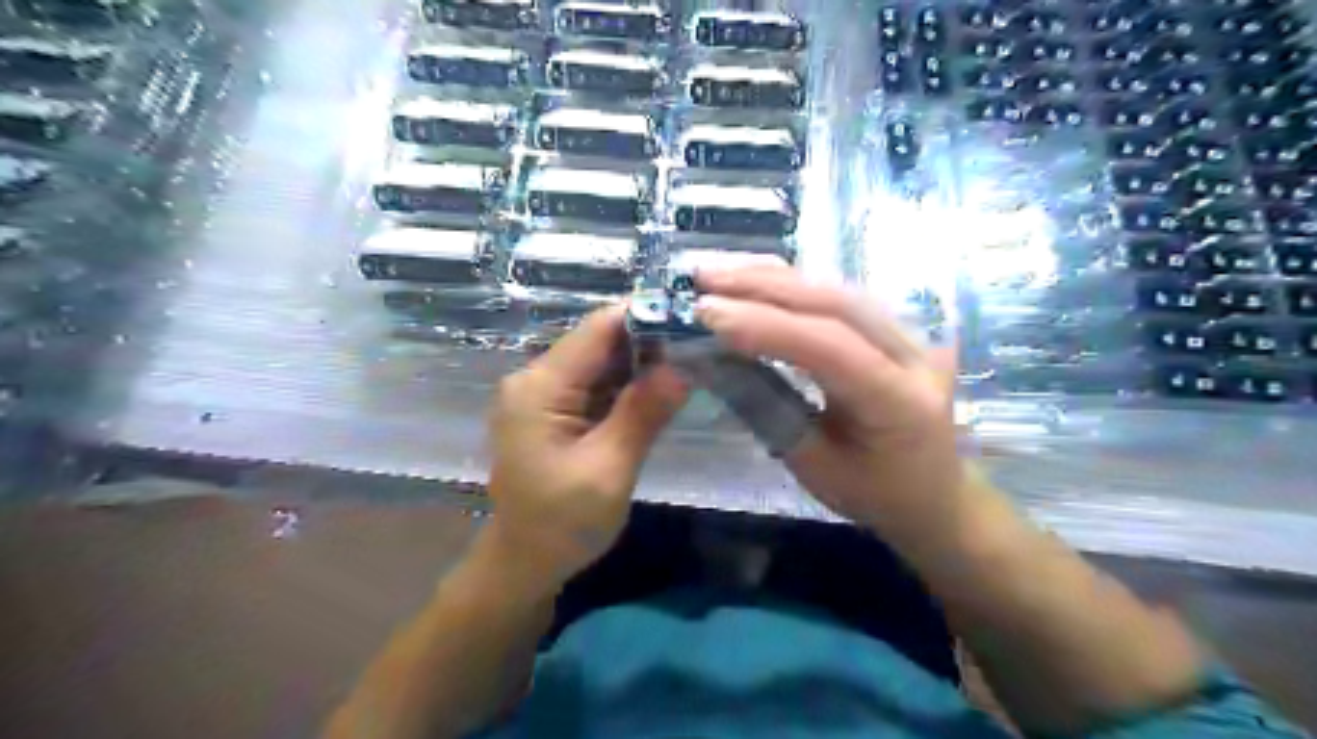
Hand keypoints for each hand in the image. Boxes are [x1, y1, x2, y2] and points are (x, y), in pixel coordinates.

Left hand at [484, 302, 688, 587]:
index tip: (693, 322)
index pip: (598, 329)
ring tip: (688, 368)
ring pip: (600, 361)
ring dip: (641, 365)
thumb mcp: (609, 470)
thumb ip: (643, 414)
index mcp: (540, 387)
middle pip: (599, 341)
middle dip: (648, 343)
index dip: (645, 318)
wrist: (523, 564)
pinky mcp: (552, 410)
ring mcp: (542, 394)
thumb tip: (683, 367)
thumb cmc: (562, 524)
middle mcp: (535, 378)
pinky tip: (658, 393)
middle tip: (699, 350)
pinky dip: (626, 386)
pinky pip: (595, 384)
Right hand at [700, 265, 963, 541]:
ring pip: (836, 289)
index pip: (830, 347)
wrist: (934, 494)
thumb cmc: (874, 494)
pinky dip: (791, 284)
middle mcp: (914, 355)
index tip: (707, 313)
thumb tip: (713, 363)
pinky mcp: (892, 327)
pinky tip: (754, 277)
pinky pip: (838, 296)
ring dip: (772, 277)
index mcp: (900, 402)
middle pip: (835, 303)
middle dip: (763, 286)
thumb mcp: (814, 467)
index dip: (766, 326)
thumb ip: (767, 410)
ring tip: (717, 272)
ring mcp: (909, 334)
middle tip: (702, 278)